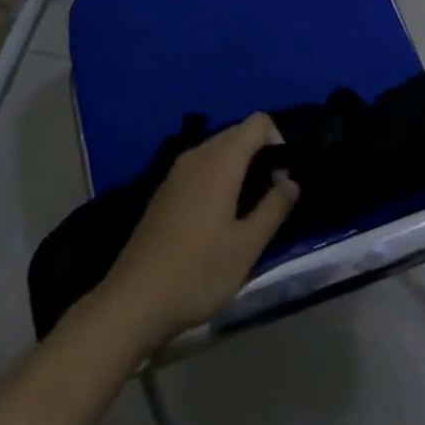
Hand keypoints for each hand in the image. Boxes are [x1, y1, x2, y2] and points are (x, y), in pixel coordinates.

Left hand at [100, 114, 299, 350]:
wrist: (134, 301)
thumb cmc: (198, 271)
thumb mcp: (247, 246)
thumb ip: (274, 207)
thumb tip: (291, 181)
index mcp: (220, 160)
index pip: (258, 122)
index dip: (279, 141)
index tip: (283, 180)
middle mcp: (197, 155)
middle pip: (238, 133)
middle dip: (261, 154)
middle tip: (272, 196)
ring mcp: (176, 172)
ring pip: (218, 151)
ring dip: (240, 168)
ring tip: (249, 209)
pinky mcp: (164, 191)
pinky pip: (200, 168)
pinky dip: (218, 178)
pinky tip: (219, 218)